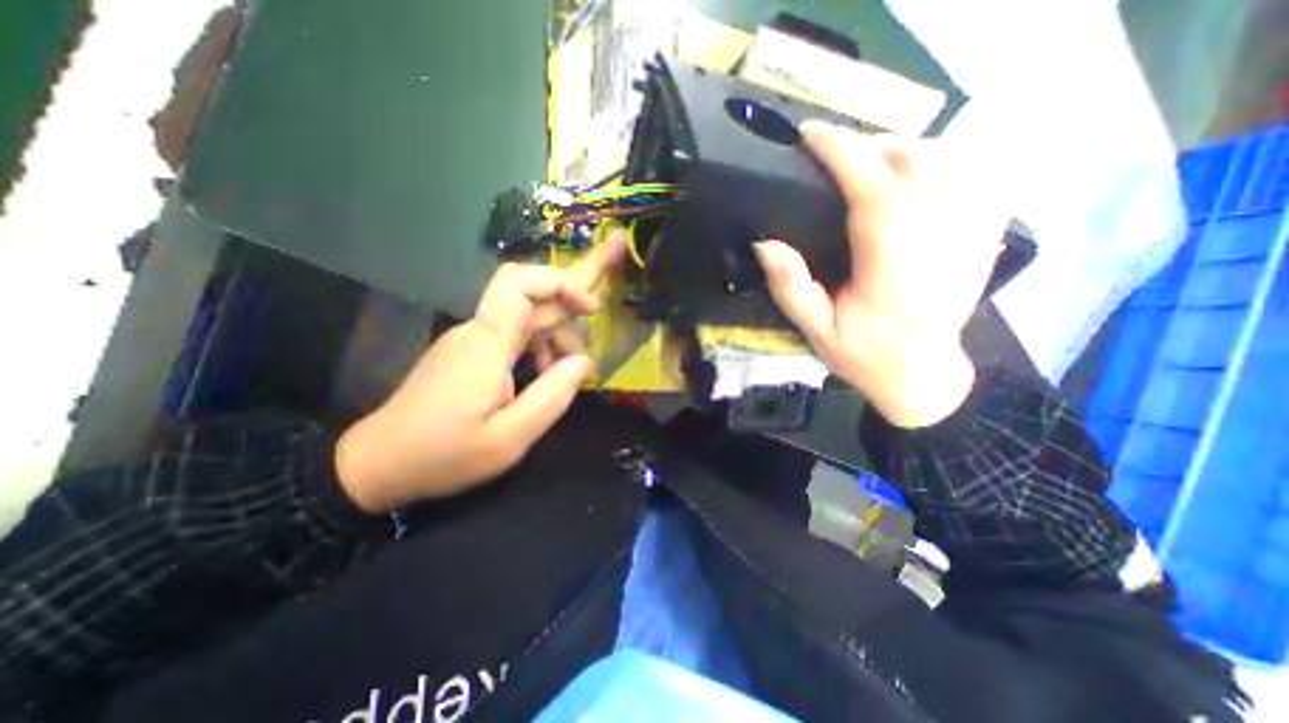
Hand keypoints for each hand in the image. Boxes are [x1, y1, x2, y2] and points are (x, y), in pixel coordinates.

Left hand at [336, 232, 630, 513]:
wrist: (378, 464)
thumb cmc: (444, 456)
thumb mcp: (510, 438)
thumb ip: (552, 396)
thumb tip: (585, 362)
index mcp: (487, 344)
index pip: (520, 283)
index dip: (561, 283)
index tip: (591, 310)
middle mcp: (479, 331)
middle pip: (530, 294)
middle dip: (572, 301)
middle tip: (600, 313)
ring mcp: (473, 339)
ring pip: (527, 317)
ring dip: (557, 334)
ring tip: (571, 369)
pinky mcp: (471, 351)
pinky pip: (514, 334)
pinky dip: (540, 345)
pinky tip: (547, 372)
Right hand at [757, 121, 1004, 426]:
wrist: (922, 373)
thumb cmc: (864, 357)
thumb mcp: (815, 332)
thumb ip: (791, 289)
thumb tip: (765, 242)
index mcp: (890, 275)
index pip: (873, 194)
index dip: (843, 154)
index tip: (810, 134)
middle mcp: (935, 248)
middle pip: (915, 164)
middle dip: (869, 145)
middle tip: (832, 154)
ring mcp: (966, 238)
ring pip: (946, 162)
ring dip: (900, 150)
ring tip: (865, 162)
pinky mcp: (978, 236)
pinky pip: (970, 175)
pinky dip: (938, 160)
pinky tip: (911, 174)